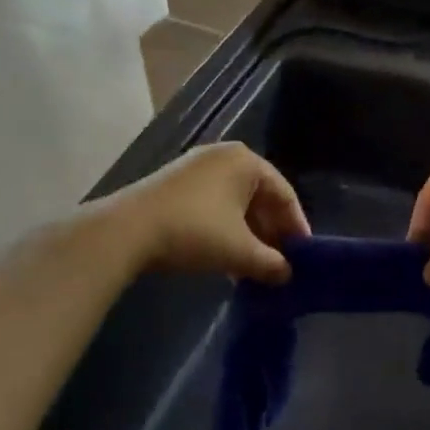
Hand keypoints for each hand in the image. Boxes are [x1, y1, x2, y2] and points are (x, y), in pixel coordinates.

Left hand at [109, 142, 309, 283]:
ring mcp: (195, 167)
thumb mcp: (240, 252)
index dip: (296, 227)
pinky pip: (213, 204)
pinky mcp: (174, 183)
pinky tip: (224, 257)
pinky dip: (224, 228)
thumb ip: (270, 263)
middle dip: (270, 232)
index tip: (303, 255)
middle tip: (279, 263)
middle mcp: (224, 156)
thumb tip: (287, 274)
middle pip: (260, 196)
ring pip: (235, 202)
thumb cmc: (195, 232)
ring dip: (247, 234)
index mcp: (246, 161)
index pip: (285, 194)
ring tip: (253, 266)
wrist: (126, 231)